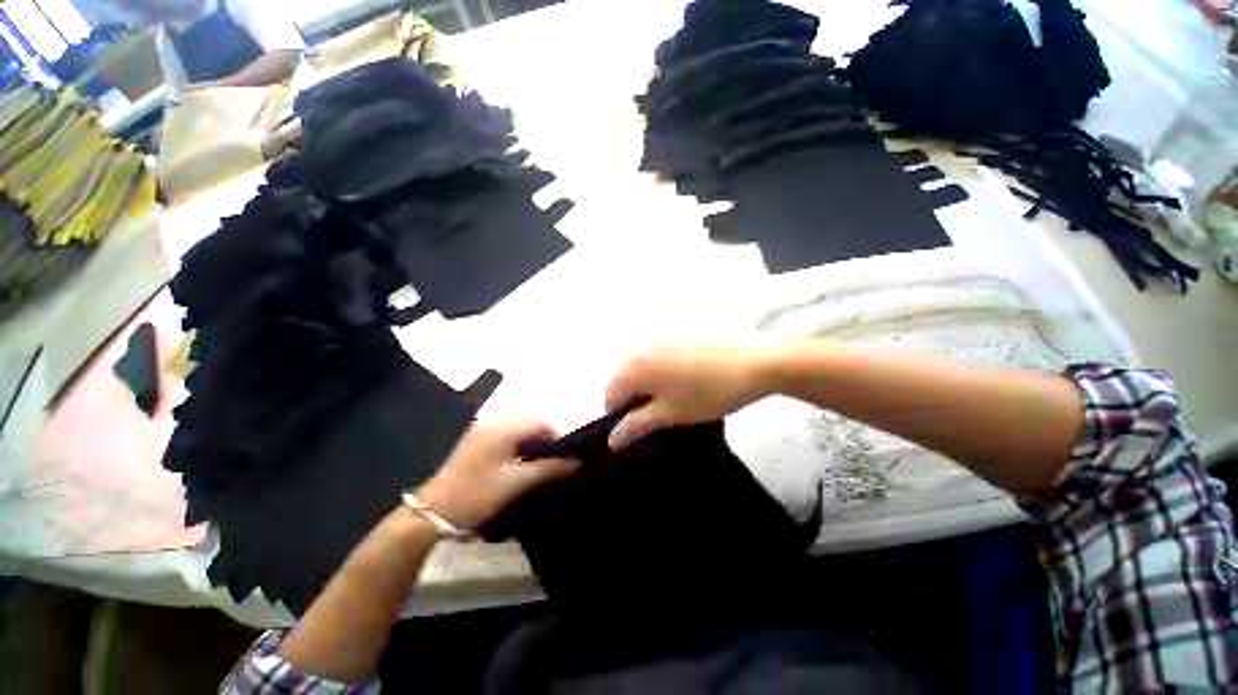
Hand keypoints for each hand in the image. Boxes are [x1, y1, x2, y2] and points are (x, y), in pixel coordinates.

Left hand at [416, 420, 578, 529]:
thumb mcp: (516, 483)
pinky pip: (504, 433)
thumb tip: (576, 462)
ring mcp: (481, 430)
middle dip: (544, 437)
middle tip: (551, 461)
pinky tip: (516, 460)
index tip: (563, 458)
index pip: (541, 423)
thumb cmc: (477, 495)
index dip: (556, 437)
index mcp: (504, 429)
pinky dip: (516, 442)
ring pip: (517, 426)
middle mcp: (493, 422)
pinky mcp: (474, 439)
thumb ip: (548, 469)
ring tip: (536, 462)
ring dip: (530, 439)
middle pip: (529, 421)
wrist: (433, 512)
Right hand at [605, 344, 774, 449]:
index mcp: (634, 365)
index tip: (635, 433)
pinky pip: (657, 363)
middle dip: (633, 404)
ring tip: (670, 408)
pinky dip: (660, 379)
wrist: (751, 365)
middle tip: (654, 423)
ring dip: (647, 392)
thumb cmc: (706, 393)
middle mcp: (641, 348)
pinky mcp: (677, 341)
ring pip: (642, 372)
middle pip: (625, 381)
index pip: (610, 394)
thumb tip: (612, 440)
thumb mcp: (669, 414)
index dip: (618, 418)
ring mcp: (660, 342)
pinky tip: (681, 390)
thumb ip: (636, 426)